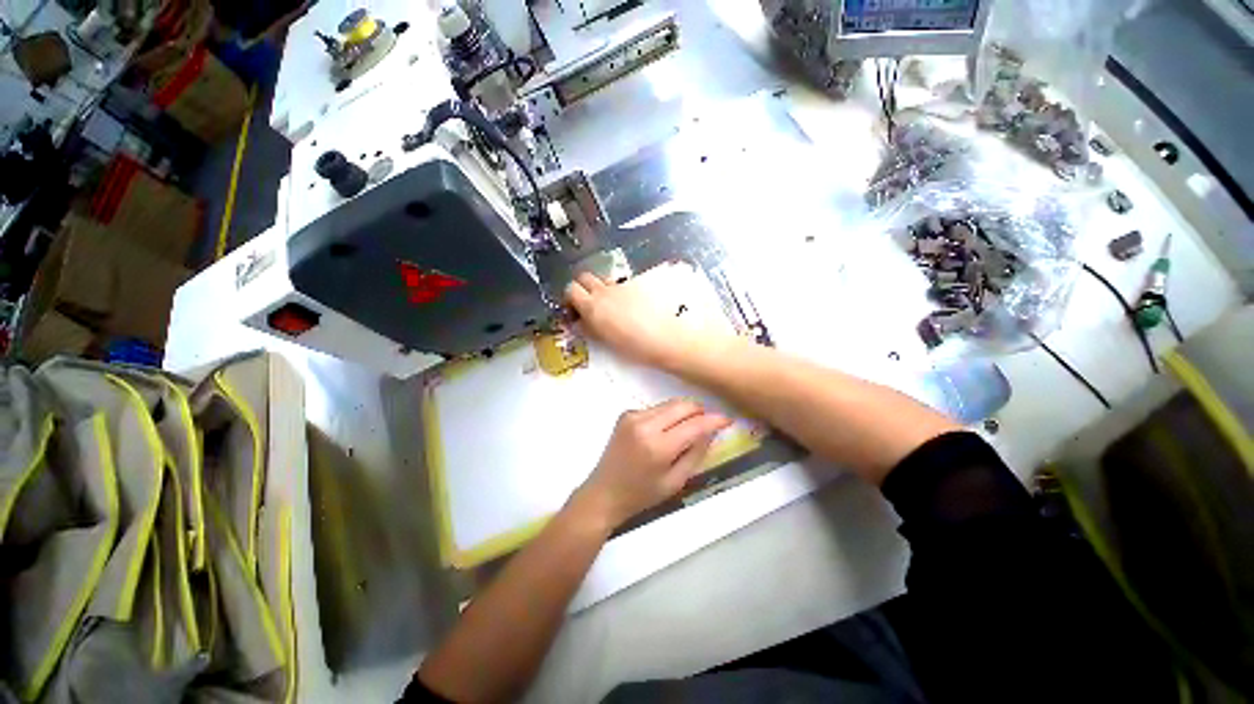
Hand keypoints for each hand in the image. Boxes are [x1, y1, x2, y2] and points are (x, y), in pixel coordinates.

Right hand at [565, 273, 732, 369]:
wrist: (670, 338)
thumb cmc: (638, 347)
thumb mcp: (608, 340)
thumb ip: (593, 326)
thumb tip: (585, 320)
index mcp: (594, 307)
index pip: (571, 290)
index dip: (572, 297)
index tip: (576, 308)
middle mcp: (606, 290)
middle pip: (585, 277)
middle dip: (585, 287)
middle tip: (593, 303)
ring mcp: (625, 284)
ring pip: (607, 280)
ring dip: (606, 289)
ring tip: (618, 306)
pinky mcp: (641, 282)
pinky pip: (627, 283)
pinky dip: (626, 291)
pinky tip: (638, 304)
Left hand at [572, 399, 731, 529]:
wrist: (604, 492)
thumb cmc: (641, 494)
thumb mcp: (675, 481)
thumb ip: (696, 453)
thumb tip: (712, 431)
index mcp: (657, 446)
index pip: (694, 425)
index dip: (715, 420)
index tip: (728, 420)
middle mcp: (644, 424)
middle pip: (683, 405)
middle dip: (700, 411)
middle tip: (709, 423)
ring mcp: (633, 416)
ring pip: (670, 404)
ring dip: (684, 413)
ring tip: (688, 430)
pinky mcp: (626, 413)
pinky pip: (657, 408)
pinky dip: (667, 416)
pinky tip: (665, 432)